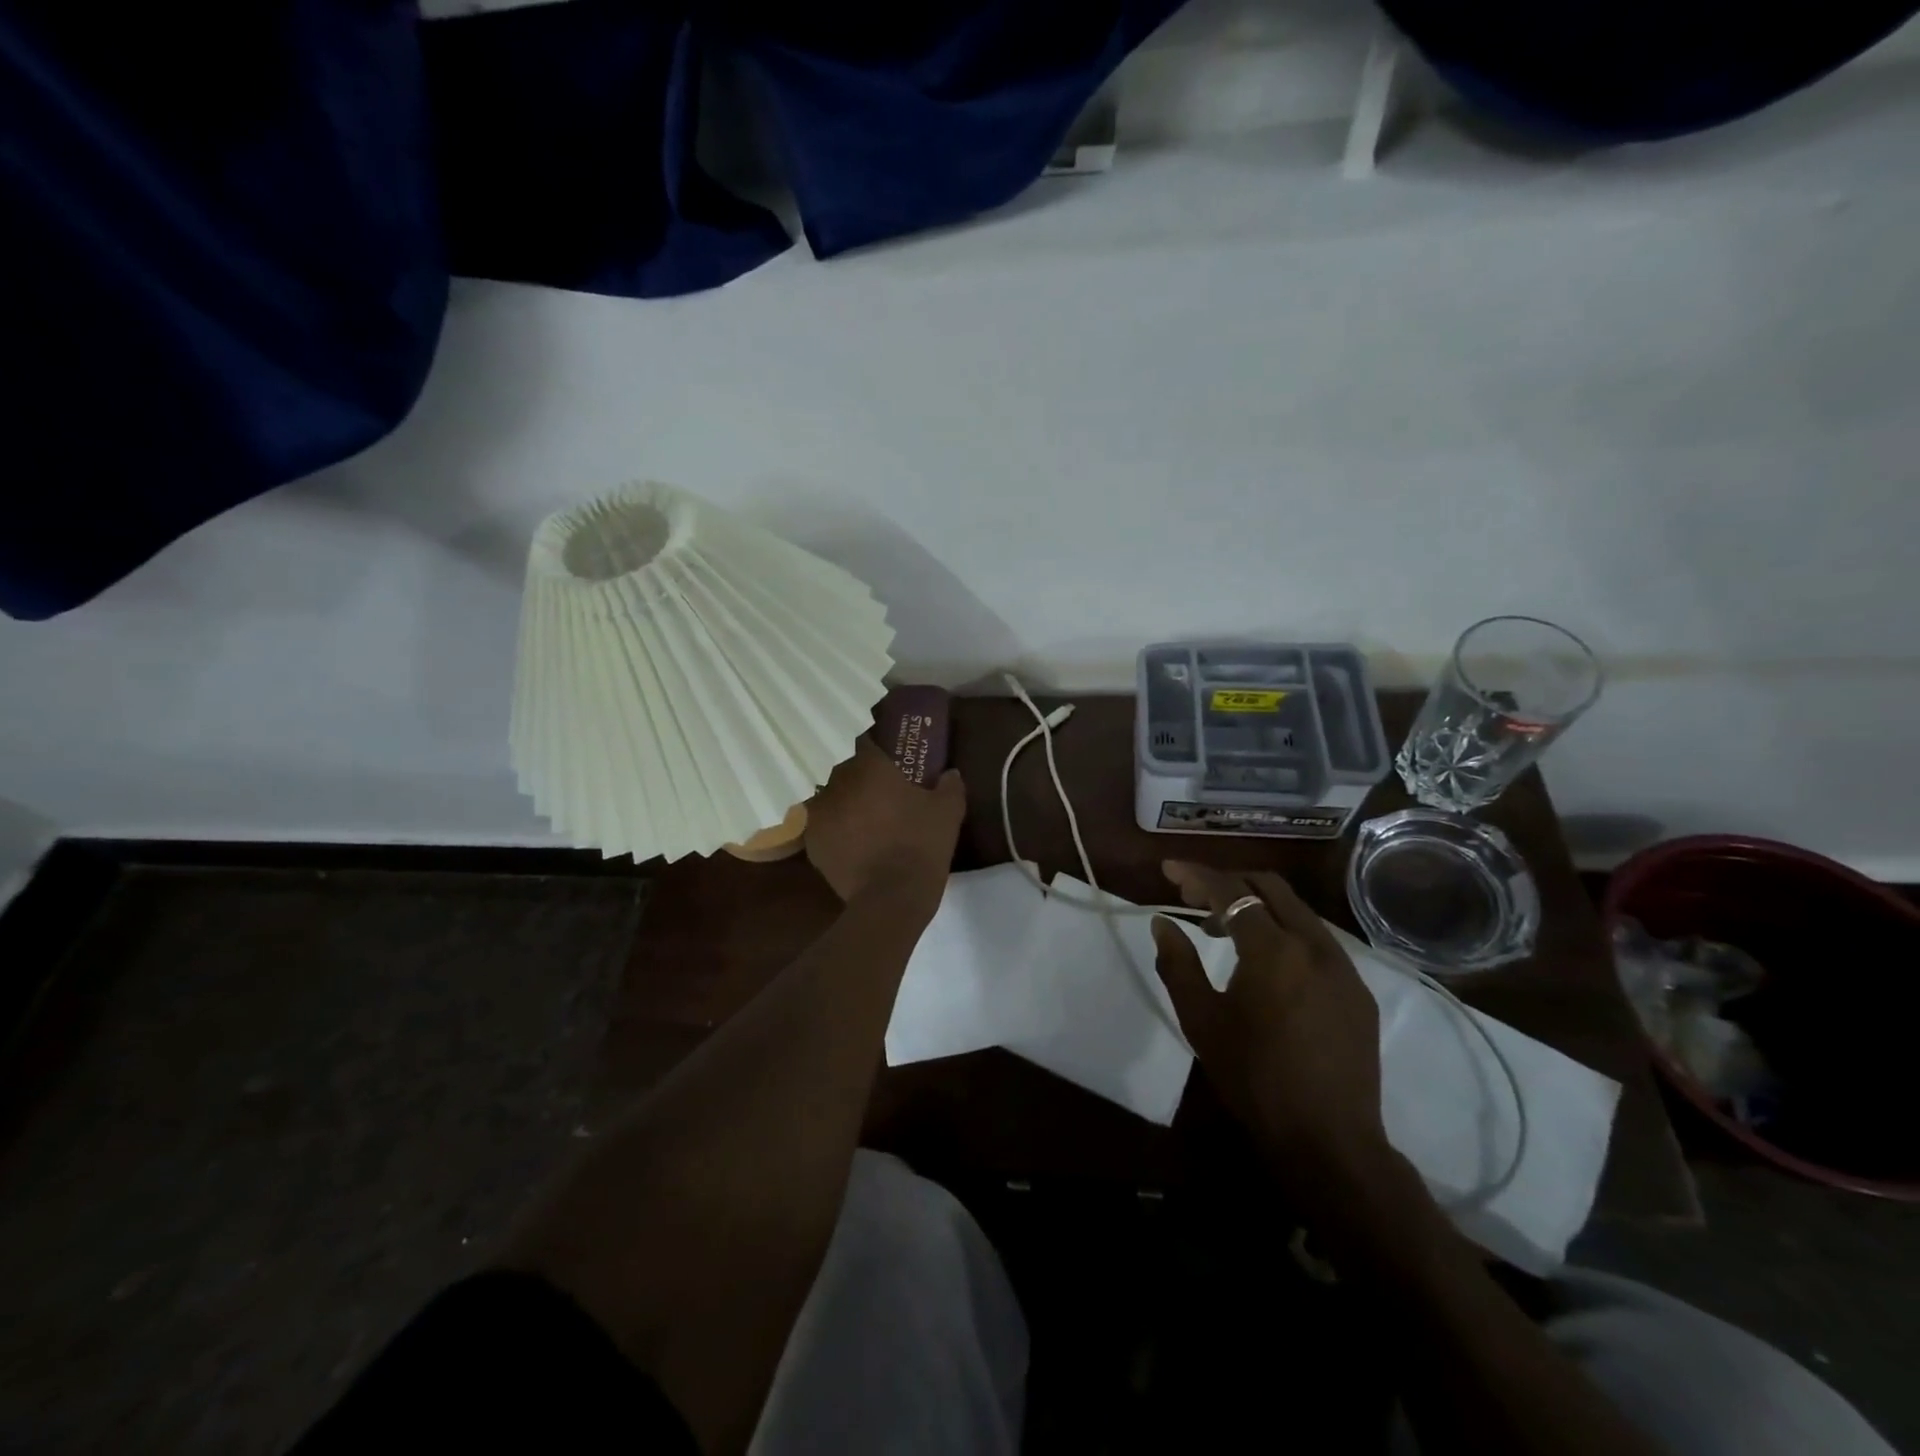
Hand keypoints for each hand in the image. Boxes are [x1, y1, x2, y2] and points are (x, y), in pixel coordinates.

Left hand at [806, 738, 965, 903]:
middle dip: (861, 779)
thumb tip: (950, 773)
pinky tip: (852, 845)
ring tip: (864, 822)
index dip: (878, 750)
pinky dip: (835, 832)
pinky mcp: (811, 843)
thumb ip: (950, 785)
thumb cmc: (921, 844)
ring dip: (845, 805)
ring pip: (831, 799)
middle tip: (881, 795)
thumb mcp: (948, 811)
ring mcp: (819, 814)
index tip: (890, 760)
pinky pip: (823, 828)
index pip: (867, 742)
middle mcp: (838, 783)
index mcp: (869, 767)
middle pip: (847, 772)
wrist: (891, 897)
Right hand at [1151, 861, 1391, 1184]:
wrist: (1329, 1140)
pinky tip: (1266, 964)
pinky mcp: (1358, 991)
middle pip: (1269, 887)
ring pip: (1297, 911)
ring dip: (1257, 907)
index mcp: (1273, 950)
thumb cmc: (1254, 1078)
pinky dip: (1284, 933)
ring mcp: (1343, 967)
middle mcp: (1315, 945)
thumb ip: (1178, 964)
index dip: (1196, 874)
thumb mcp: (1202, 1020)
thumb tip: (1163, 923)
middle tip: (1194, 896)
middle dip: (1228, 881)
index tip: (1168, 869)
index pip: (1230, 891)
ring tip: (1223, 931)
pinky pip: (1317, 941)